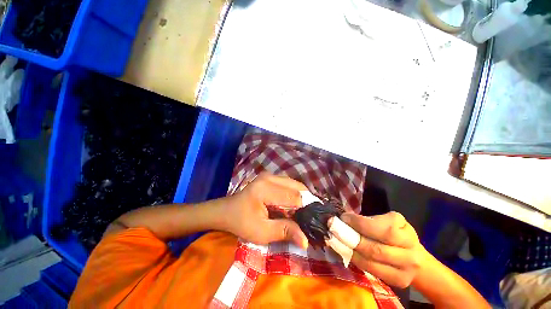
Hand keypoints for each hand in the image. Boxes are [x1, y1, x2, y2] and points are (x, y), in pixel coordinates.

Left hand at [223, 173, 308, 247]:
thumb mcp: (261, 232)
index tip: (312, 222)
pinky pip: (289, 184)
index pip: (294, 196)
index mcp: (265, 189)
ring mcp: (270, 175)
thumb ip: (284, 231)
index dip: (306, 209)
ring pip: (295, 184)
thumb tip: (306, 240)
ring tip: (303, 212)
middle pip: (297, 187)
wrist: (227, 210)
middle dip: (306, 202)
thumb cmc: (241, 223)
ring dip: (301, 197)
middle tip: (309, 217)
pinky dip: (294, 193)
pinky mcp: (270, 176)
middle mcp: (269, 177)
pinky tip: (293, 204)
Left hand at [341, 211, 425, 287]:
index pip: (382, 230)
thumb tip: (345, 219)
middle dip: (350, 238)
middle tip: (333, 229)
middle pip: (375, 249)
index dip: (360, 224)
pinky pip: (373, 272)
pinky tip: (345, 252)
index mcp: (406, 232)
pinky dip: (356, 261)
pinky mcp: (399, 282)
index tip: (343, 217)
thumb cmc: (396, 233)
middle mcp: (410, 254)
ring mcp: (406, 271)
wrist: (416, 258)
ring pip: (372, 262)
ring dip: (349, 251)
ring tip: (335, 240)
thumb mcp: (387, 221)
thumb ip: (370, 221)